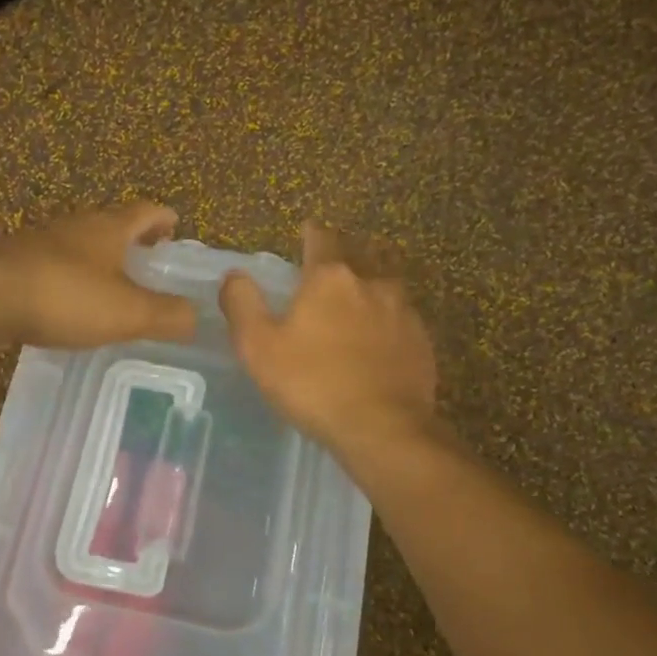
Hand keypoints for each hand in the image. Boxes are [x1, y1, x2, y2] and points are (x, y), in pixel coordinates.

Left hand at [0, 204, 197, 349]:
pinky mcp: (11, 264)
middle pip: (110, 224)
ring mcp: (38, 243)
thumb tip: (199, 317)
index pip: (145, 212)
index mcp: (108, 229)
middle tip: (148, 259)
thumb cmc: (64, 296)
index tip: (175, 226)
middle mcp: (74, 227)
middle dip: (131, 239)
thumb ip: (167, 315)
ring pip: (78, 244)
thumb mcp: (128, 312)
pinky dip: (68, 278)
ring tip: (110, 284)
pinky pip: (51, 266)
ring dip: (97, 258)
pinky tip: (66, 303)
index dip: (163, 218)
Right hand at [219, 224, 437, 460]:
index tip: (307, 228)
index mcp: (330, 278)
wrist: (382, 427)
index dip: (312, 232)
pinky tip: (379, 340)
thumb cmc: (312, 383)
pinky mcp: (422, 342)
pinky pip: (401, 320)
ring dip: (369, 287)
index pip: (321, 239)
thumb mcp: (258, 347)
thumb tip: (234, 276)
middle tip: (330, 265)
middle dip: (344, 255)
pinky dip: (387, 322)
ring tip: (357, 301)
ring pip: (384, 286)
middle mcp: (371, 283)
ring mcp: (403, 312)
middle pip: (358, 256)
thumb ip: (242, 305)